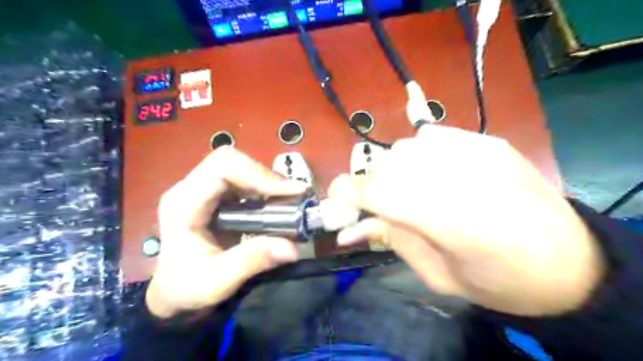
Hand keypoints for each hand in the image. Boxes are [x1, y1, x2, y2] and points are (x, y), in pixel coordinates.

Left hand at [146, 147, 307, 318]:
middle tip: (291, 194)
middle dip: (264, 174)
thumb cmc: (187, 287)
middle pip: (230, 160)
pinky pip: (242, 178)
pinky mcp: (214, 195)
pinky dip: (263, 186)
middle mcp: (189, 188)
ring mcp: (201, 189)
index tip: (290, 192)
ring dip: (266, 179)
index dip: (259, 175)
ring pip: (238, 166)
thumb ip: (252, 261)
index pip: (221, 169)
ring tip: (288, 198)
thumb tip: (292, 247)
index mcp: (183, 203)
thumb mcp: (218, 281)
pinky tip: (275, 202)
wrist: (173, 292)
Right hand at [329, 125, 605, 315]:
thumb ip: (392, 241)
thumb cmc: (501, 283)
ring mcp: (478, 152)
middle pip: (389, 165)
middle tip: (379, 205)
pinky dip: (421, 152)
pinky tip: (434, 171)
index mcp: (449, 221)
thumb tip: (349, 228)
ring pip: (408, 147)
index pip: (378, 191)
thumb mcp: (438, 275)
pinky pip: (434, 136)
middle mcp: (460, 177)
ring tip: (410, 189)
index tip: (336, 199)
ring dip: (396, 169)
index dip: (347, 192)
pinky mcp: (489, 142)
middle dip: (373, 186)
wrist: (572, 264)